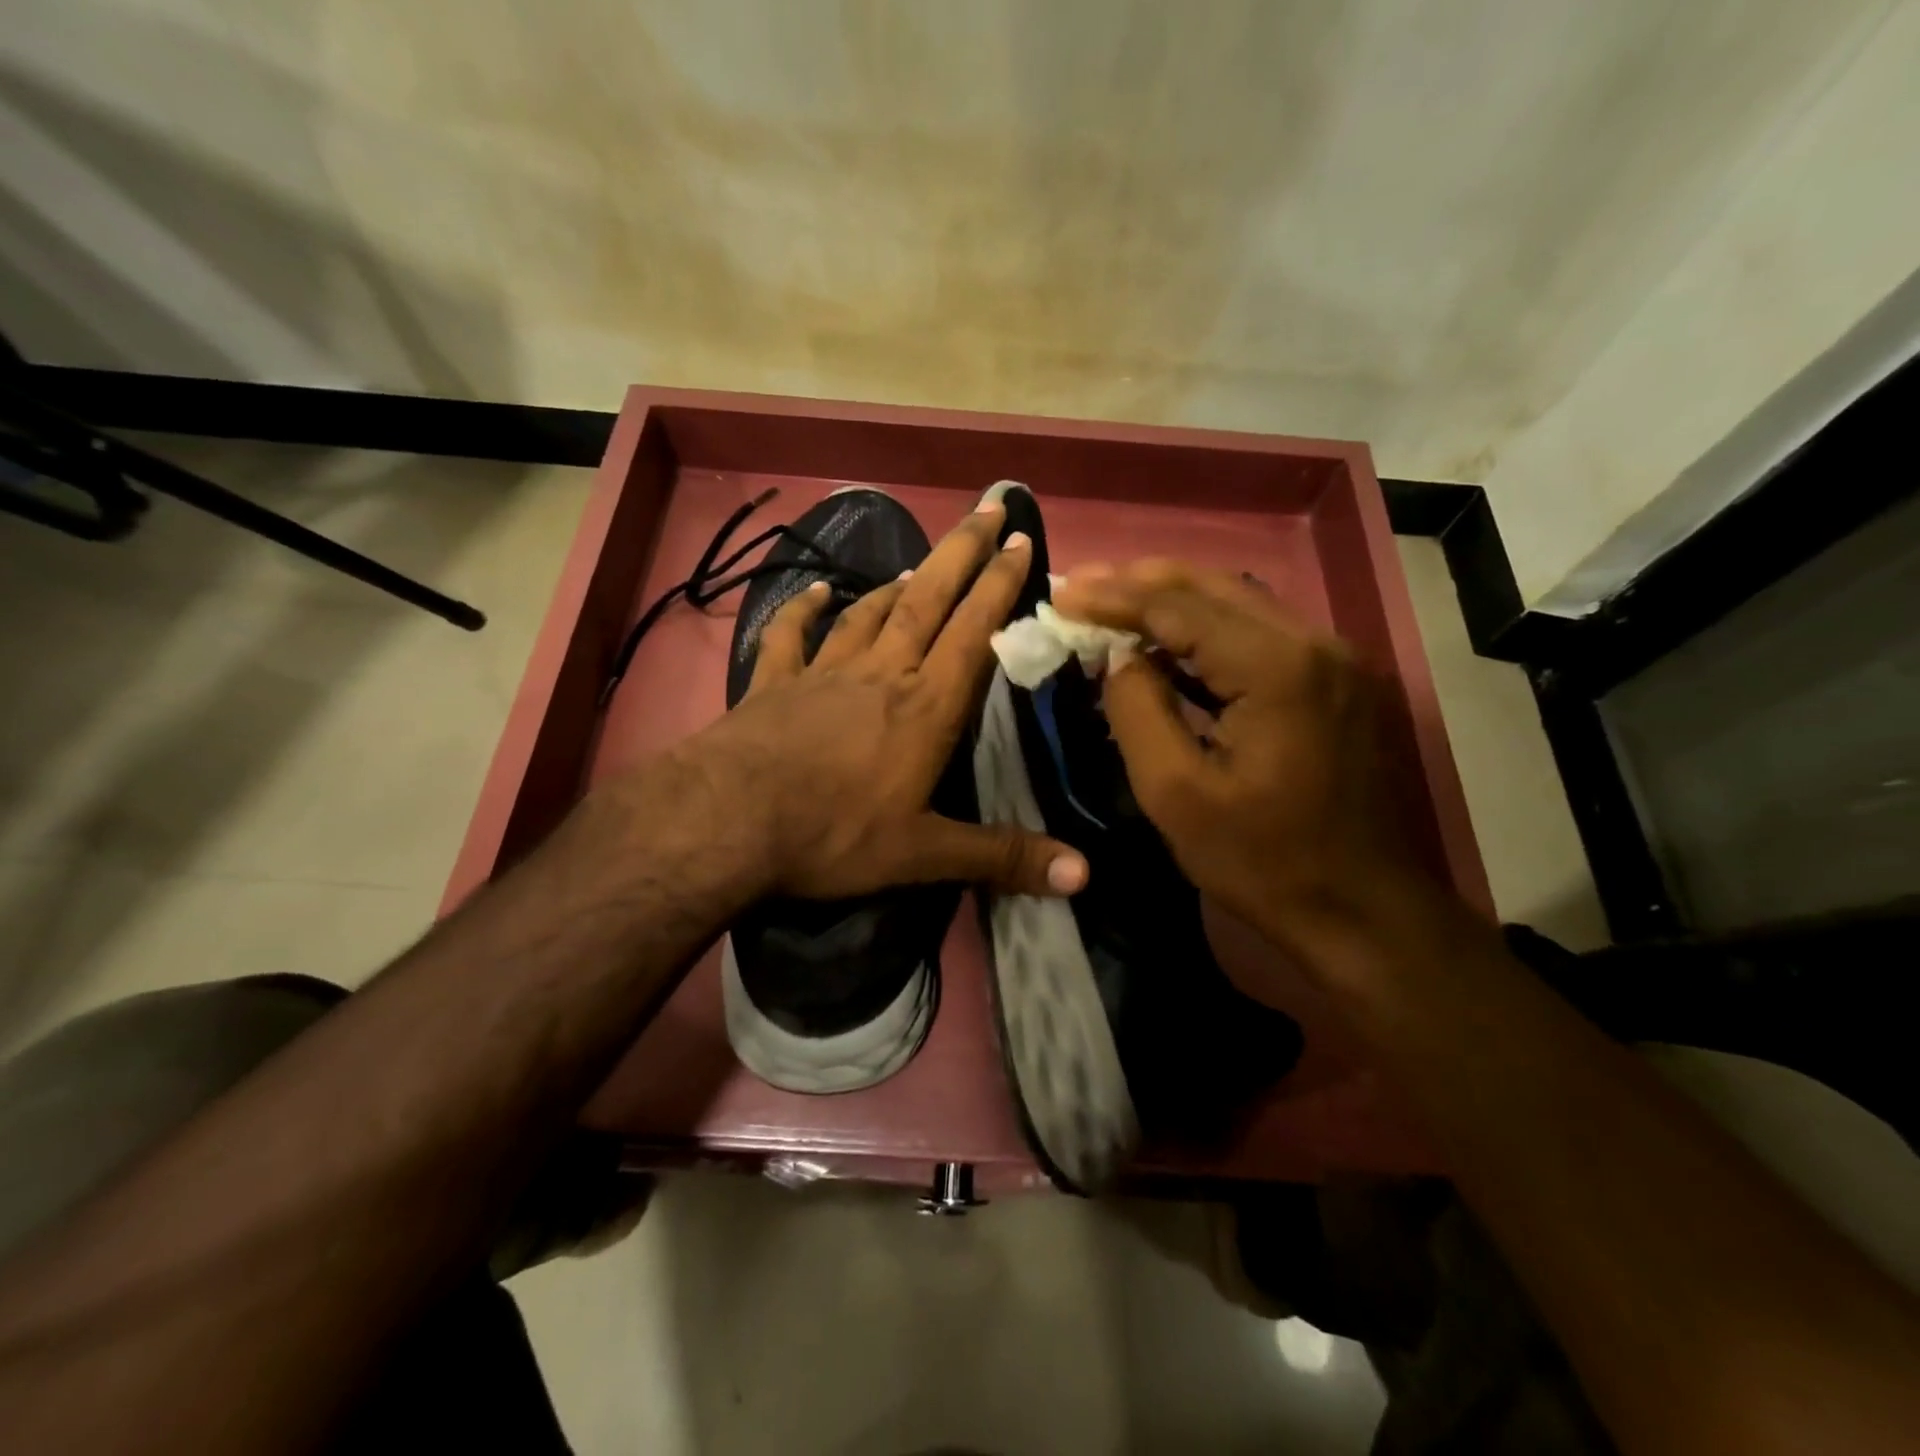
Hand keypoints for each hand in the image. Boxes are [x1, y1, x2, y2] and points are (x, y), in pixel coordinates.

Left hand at [661, 501, 1088, 902]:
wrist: (727, 822)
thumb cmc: (833, 834)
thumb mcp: (923, 854)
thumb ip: (1002, 857)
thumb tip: (1084, 876)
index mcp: (925, 707)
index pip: (974, 632)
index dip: (1000, 585)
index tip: (1021, 540)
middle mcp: (881, 674)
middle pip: (928, 599)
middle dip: (961, 552)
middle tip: (986, 507)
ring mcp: (824, 672)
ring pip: (869, 612)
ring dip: (897, 583)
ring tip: (920, 563)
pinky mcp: (773, 683)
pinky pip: (791, 636)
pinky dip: (802, 610)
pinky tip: (813, 593)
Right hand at [1053, 560, 1433, 959]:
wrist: (1364, 912)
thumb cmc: (1262, 862)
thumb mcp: (1175, 794)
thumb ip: (1137, 710)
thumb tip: (1119, 657)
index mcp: (1277, 668)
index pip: (1179, 607)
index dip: (1113, 598)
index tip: (1060, 595)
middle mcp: (1315, 644)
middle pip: (1214, 587)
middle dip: (1140, 582)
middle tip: (1080, 585)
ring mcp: (1334, 660)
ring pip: (1239, 603)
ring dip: (1172, 600)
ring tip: (1111, 602)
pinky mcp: (1335, 682)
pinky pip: (1259, 635)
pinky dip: (1206, 630)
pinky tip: (1167, 644)